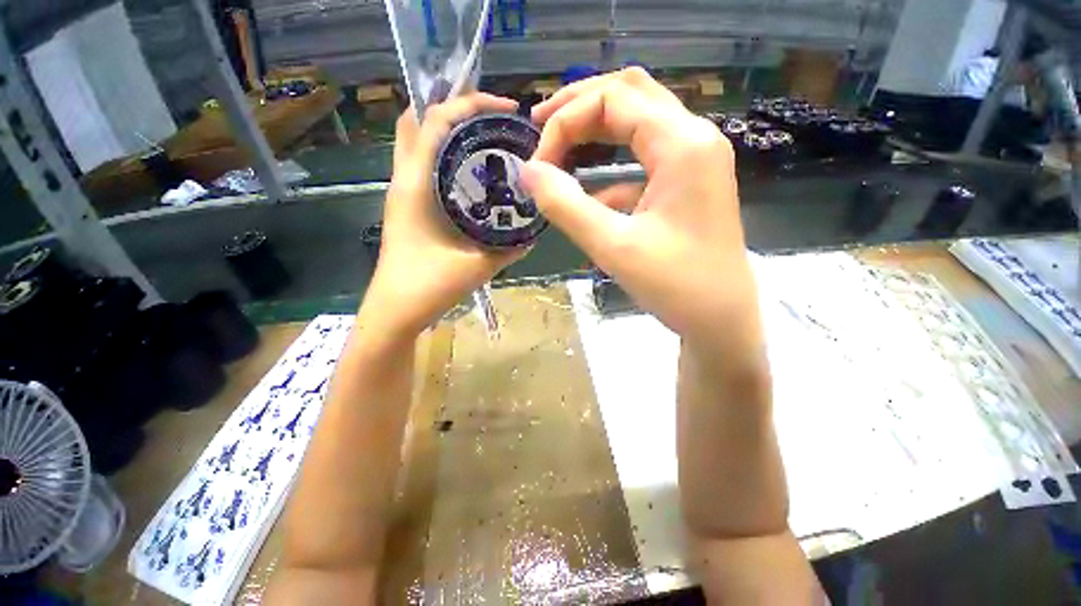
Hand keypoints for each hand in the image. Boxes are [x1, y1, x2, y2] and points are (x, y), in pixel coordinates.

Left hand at [362, 94, 521, 337]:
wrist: (395, 311)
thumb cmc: (427, 287)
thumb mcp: (475, 268)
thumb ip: (507, 250)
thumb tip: (533, 235)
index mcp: (415, 186)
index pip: (434, 121)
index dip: (469, 104)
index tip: (506, 109)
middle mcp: (404, 180)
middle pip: (418, 120)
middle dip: (454, 107)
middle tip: (492, 117)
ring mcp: (402, 192)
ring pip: (418, 140)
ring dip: (447, 128)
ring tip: (485, 136)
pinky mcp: (407, 205)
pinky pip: (424, 164)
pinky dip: (444, 153)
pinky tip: (472, 170)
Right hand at [521, 68, 757, 355]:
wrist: (721, 319)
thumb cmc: (675, 286)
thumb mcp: (613, 246)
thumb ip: (566, 205)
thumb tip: (527, 172)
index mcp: (682, 144)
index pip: (611, 101)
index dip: (564, 124)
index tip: (537, 166)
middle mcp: (693, 137)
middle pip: (629, 93)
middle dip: (578, 107)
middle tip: (539, 128)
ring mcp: (694, 158)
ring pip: (638, 118)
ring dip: (595, 127)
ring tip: (558, 145)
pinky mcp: (688, 181)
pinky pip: (644, 155)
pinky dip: (611, 163)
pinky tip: (590, 190)